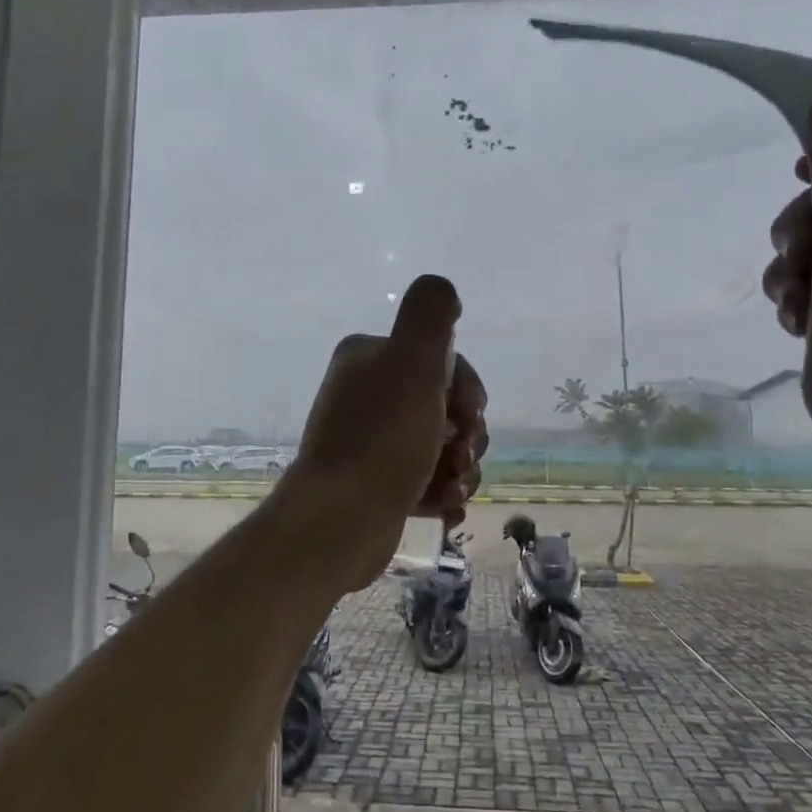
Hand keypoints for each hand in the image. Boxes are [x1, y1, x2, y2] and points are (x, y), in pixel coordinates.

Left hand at [279, 275, 489, 591]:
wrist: (339, 522)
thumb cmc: (382, 439)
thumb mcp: (414, 362)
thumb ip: (431, 315)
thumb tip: (441, 289)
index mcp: (369, 358)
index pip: (440, 360)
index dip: (468, 388)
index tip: (471, 414)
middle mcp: (366, 394)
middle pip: (445, 404)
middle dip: (467, 433)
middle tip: (462, 455)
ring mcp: (370, 441)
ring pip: (441, 445)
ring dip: (461, 467)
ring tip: (452, 488)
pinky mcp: (376, 483)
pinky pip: (426, 479)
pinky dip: (442, 492)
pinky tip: (445, 506)